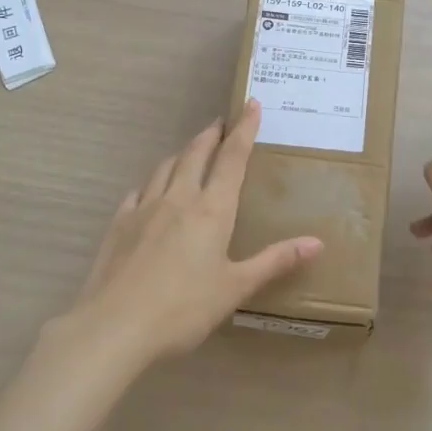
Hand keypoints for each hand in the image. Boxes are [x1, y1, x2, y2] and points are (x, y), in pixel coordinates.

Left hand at [54, 99, 323, 368]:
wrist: (114, 326)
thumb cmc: (183, 309)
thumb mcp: (236, 288)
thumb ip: (275, 261)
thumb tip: (317, 242)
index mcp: (211, 210)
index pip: (232, 158)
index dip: (244, 129)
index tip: (251, 104)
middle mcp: (178, 198)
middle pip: (196, 153)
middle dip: (212, 134)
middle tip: (222, 122)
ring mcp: (144, 208)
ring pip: (166, 166)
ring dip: (183, 152)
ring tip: (191, 150)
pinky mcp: (119, 224)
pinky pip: (139, 190)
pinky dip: (153, 181)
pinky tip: (152, 190)